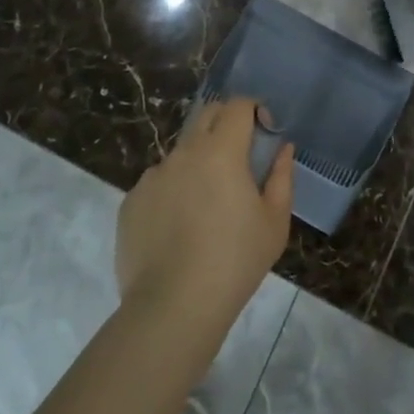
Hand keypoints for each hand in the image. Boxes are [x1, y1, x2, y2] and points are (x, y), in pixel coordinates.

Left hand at [115, 99, 293, 335]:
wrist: (172, 307)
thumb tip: (282, 149)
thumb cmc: (234, 262)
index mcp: (221, 151)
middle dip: (227, 124)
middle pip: (207, 115)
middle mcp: (184, 152)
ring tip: (207, 206)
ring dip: (198, 163)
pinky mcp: (131, 201)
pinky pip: (158, 183)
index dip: (254, 110)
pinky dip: (173, 192)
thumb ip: (282, 177)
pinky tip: (178, 230)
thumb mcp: (274, 223)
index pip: (238, 106)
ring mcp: (153, 175)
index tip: (265, 133)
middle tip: (240, 157)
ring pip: (181, 153)